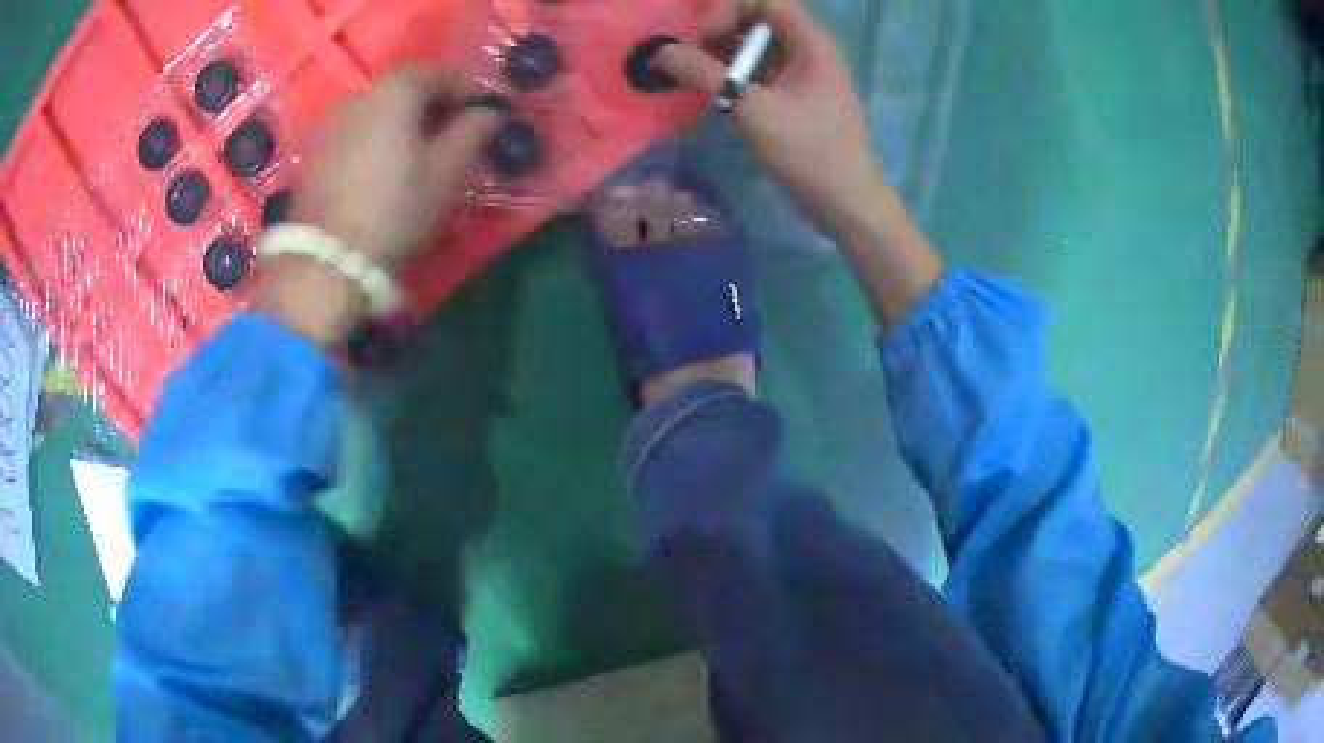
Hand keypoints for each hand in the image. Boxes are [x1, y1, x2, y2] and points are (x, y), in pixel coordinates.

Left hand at [256, 66, 500, 346]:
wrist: (325, 263)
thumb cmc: (394, 210)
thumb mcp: (446, 172)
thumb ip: (473, 132)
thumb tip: (489, 113)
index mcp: (394, 92)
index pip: (437, 72)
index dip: (464, 88)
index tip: (482, 111)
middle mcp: (357, 97)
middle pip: (402, 90)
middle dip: (431, 105)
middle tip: (452, 133)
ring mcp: (329, 126)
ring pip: (376, 113)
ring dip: (400, 124)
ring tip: (417, 155)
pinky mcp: (313, 157)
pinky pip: (354, 135)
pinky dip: (374, 142)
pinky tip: (382, 171)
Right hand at [657, 0, 882, 233]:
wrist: (845, 201)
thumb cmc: (806, 151)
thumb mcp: (751, 109)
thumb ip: (705, 76)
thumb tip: (663, 53)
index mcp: (809, 42)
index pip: (763, 1)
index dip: (727, 10)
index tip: (701, 40)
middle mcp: (807, 50)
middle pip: (756, 21)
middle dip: (717, 33)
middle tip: (687, 60)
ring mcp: (802, 75)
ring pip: (755, 49)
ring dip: (721, 56)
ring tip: (691, 78)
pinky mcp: (796, 98)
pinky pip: (760, 73)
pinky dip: (733, 77)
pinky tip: (710, 93)